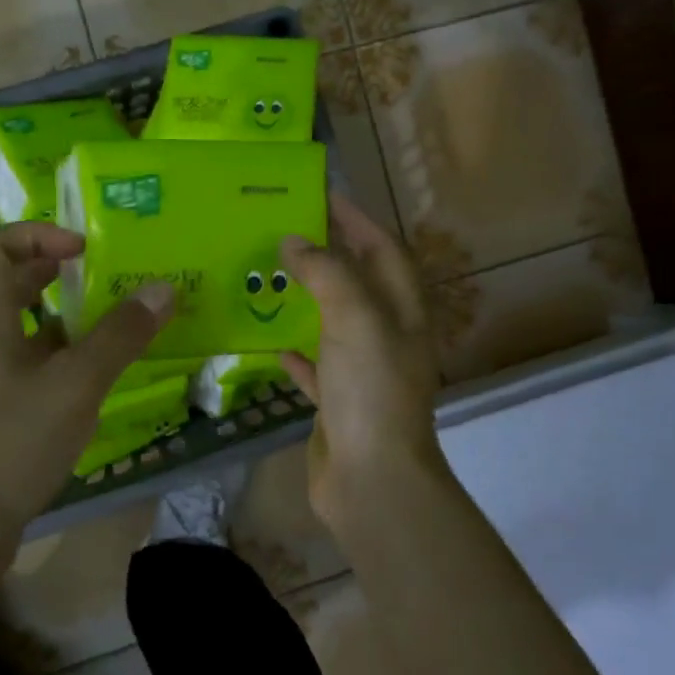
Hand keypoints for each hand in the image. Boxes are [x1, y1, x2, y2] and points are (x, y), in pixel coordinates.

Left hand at [0, 223, 172, 543]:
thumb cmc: (12, 442)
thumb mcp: (74, 384)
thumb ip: (119, 336)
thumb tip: (163, 289)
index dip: (37, 235)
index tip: (83, 248)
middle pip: (15, 285)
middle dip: (61, 275)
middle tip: (111, 279)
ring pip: (30, 332)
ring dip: (72, 322)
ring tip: (121, 325)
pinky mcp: (1, 414)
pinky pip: (37, 370)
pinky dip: (69, 363)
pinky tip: (104, 380)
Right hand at [279, 194, 448, 520]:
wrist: (371, 478)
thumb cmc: (371, 389)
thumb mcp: (354, 318)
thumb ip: (326, 273)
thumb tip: (294, 241)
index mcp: (403, 311)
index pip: (383, 249)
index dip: (357, 220)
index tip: (322, 195)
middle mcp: (388, 337)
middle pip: (358, 283)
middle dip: (329, 254)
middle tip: (286, 230)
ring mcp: (363, 373)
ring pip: (334, 323)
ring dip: (308, 300)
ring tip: (271, 275)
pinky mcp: (338, 404)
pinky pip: (316, 368)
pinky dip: (298, 353)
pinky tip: (272, 343)